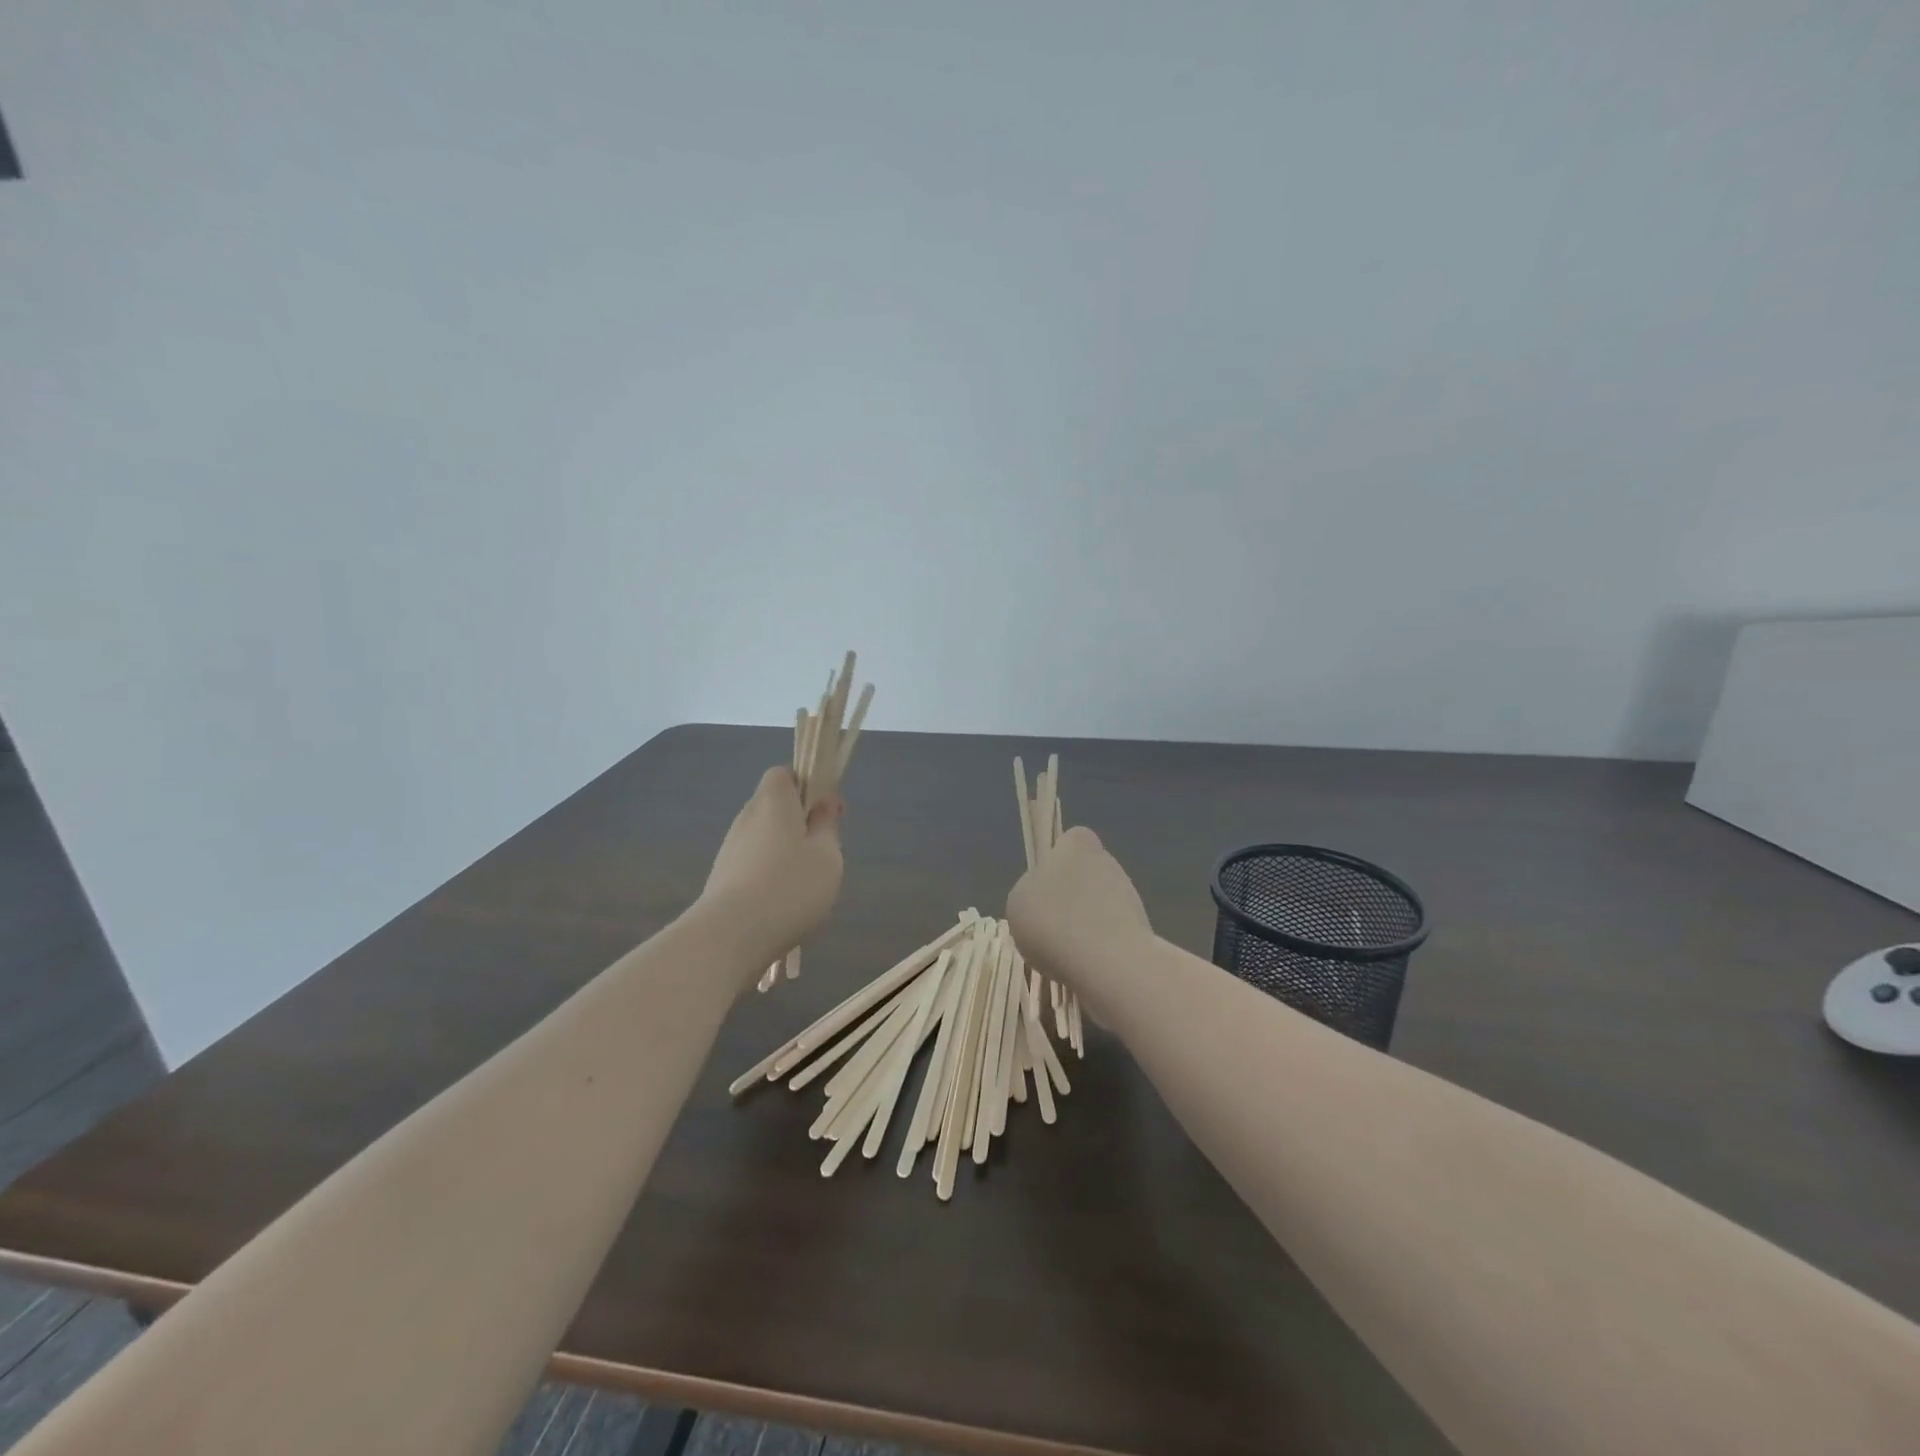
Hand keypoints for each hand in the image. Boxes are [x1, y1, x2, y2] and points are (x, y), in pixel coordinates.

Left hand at [699, 767, 843, 979]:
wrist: (730, 937)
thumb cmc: (790, 887)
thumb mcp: (827, 855)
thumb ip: (827, 824)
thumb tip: (823, 801)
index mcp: (773, 802)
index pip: (784, 774)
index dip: (807, 785)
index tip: (827, 812)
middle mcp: (747, 818)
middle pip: (775, 808)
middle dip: (799, 824)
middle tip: (823, 853)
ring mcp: (730, 850)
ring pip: (764, 839)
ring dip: (785, 854)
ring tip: (804, 888)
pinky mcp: (721, 879)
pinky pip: (753, 866)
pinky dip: (769, 877)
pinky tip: (782, 907)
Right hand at [1006, 826, 1153, 1019]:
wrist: (1109, 965)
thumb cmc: (1054, 922)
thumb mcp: (1018, 902)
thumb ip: (1030, 891)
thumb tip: (1043, 899)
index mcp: (1078, 844)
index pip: (1069, 841)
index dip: (1056, 862)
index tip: (1043, 889)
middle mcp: (1108, 862)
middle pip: (1084, 875)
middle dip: (1071, 897)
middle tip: (1049, 925)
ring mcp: (1130, 895)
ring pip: (1099, 905)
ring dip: (1085, 924)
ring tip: (1064, 952)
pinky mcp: (1142, 930)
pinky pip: (1110, 935)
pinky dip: (1099, 948)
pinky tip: (1084, 966)